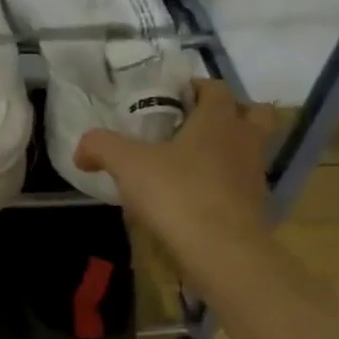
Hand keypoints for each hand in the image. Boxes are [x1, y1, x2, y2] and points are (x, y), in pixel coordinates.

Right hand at [75, 79, 277, 281]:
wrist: (222, 251)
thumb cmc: (177, 194)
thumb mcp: (127, 165)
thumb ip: (101, 147)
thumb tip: (81, 150)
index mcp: (218, 120)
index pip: (217, 88)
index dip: (196, 87)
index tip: (173, 95)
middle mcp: (245, 140)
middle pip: (252, 112)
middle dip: (229, 112)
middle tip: (195, 123)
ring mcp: (255, 174)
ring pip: (251, 148)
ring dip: (230, 147)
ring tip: (193, 161)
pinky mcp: (257, 206)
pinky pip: (243, 182)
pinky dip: (226, 182)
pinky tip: (198, 194)